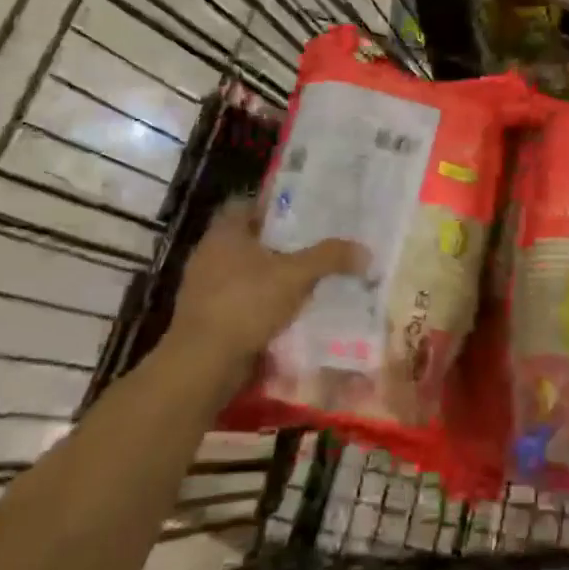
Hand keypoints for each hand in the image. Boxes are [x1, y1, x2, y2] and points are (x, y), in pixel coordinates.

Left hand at [159, 198, 362, 385]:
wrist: (202, 364)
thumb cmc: (245, 303)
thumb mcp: (295, 275)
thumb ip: (329, 258)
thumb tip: (365, 251)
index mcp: (224, 232)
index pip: (246, 205)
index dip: (273, 206)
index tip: (301, 212)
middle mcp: (209, 254)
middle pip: (249, 239)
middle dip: (279, 243)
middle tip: (313, 244)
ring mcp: (204, 288)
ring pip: (246, 272)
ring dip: (271, 276)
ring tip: (307, 278)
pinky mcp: (206, 318)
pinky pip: (241, 300)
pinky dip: (261, 303)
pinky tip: (288, 311)